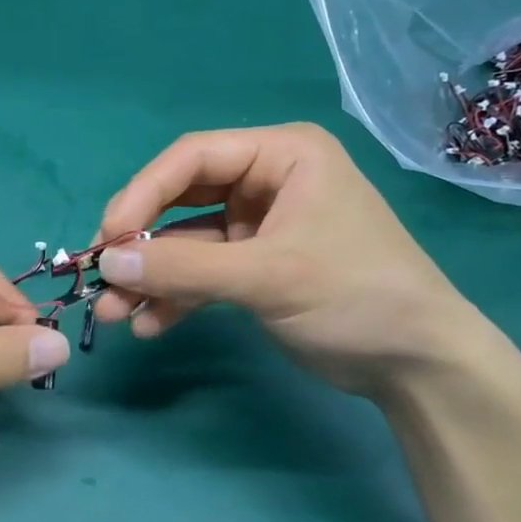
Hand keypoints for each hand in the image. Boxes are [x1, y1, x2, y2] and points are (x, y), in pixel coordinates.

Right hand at [91, 123, 490, 396]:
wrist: (419, 366)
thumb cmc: (354, 296)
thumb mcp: (268, 276)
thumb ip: (185, 266)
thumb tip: (108, 261)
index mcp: (282, 155)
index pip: (192, 157)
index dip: (142, 193)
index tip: (108, 236)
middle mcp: (266, 181)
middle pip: (181, 198)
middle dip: (142, 240)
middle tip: (102, 274)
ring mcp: (258, 225)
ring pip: (186, 242)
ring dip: (151, 276)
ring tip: (112, 312)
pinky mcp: (255, 266)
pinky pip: (202, 272)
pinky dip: (176, 297)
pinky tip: (149, 325)